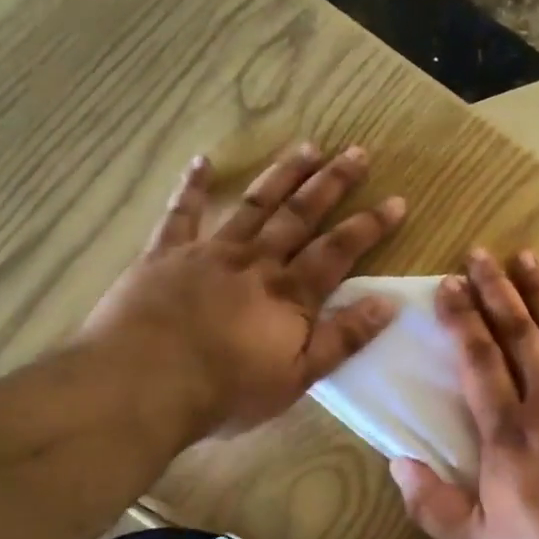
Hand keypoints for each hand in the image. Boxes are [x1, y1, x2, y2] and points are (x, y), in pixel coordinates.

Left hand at [76, 143, 405, 439]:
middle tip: (357, 152)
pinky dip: (193, 186)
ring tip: (307, 147)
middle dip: (332, 183)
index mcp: (289, 294)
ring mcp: (209, 252)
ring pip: (254, 205)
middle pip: (301, 215)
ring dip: (282, 175)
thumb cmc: (225, 391)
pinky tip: (202, 161)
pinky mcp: (165, 254)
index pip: (339, 251)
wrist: (142, 385)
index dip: (369, 226)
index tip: (396, 201)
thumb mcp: (297, 377)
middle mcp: (256, 262)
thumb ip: (342, 338)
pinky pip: (181, 213)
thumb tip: (389, 303)